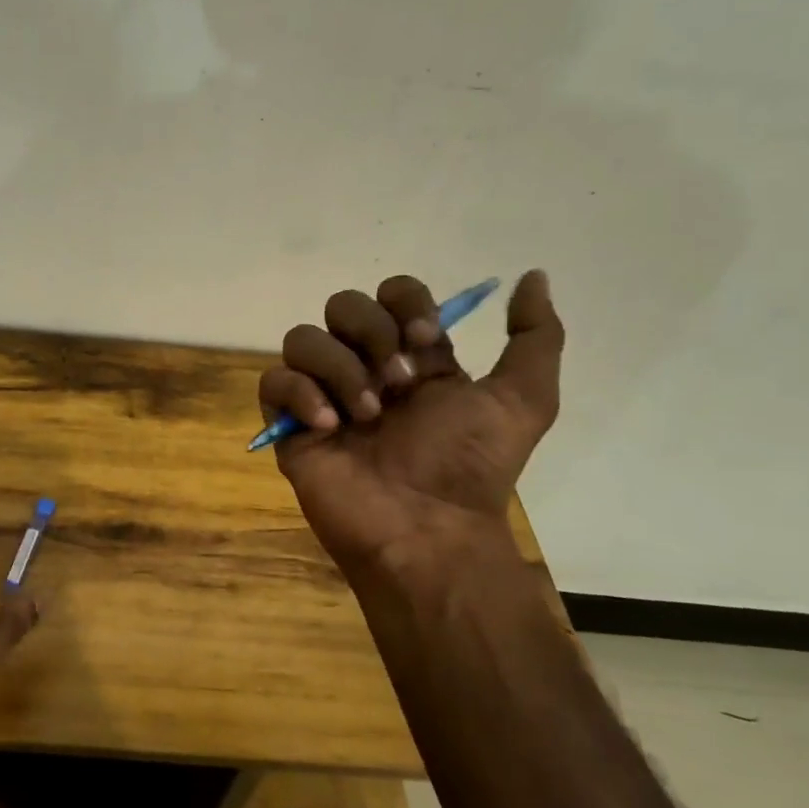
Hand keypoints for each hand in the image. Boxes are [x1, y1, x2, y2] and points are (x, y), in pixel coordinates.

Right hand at [259, 270, 563, 574]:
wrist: (426, 530)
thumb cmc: (469, 467)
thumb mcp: (524, 400)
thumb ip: (534, 337)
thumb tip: (533, 277)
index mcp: (413, 358)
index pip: (393, 294)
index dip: (406, 306)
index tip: (426, 343)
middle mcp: (365, 368)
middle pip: (343, 305)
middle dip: (370, 332)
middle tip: (398, 382)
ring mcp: (323, 396)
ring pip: (303, 338)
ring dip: (338, 368)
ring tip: (366, 415)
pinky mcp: (290, 427)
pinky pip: (273, 383)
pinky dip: (299, 394)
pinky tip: (330, 427)